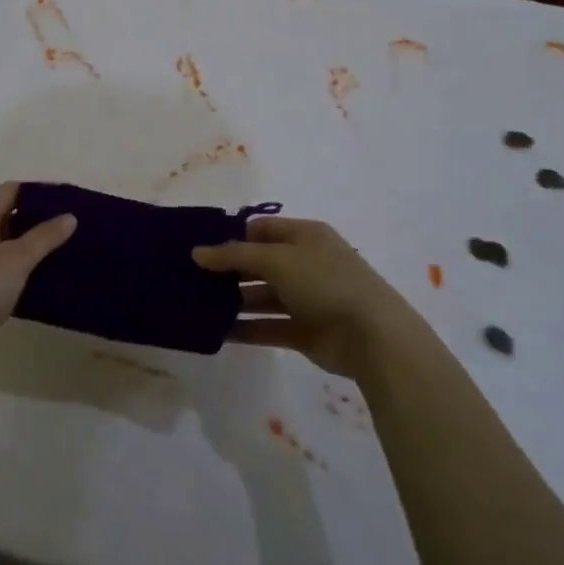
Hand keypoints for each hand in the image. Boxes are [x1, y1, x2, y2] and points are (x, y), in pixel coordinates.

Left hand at [0, 181, 76, 376]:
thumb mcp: (17, 258)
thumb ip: (44, 236)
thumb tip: (69, 216)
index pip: (11, 190)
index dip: (39, 192)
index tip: (68, 200)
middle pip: (7, 214)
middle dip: (37, 218)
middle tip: (70, 226)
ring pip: (4, 242)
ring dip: (29, 245)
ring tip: (62, 250)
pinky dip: (19, 267)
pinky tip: (40, 277)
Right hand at [193, 217, 408, 379]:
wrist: (372, 336)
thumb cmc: (325, 282)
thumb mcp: (277, 259)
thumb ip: (235, 255)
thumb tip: (197, 252)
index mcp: (305, 236)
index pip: (261, 229)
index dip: (232, 236)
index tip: (199, 248)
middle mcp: (305, 263)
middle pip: (259, 262)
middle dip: (228, 270)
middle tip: (191, 278)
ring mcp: (306, 298)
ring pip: (261, 296)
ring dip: (233, 301)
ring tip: (197, 306)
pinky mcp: (304, 330)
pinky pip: (268, 326)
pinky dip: (246, 329)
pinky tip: (217, 332)